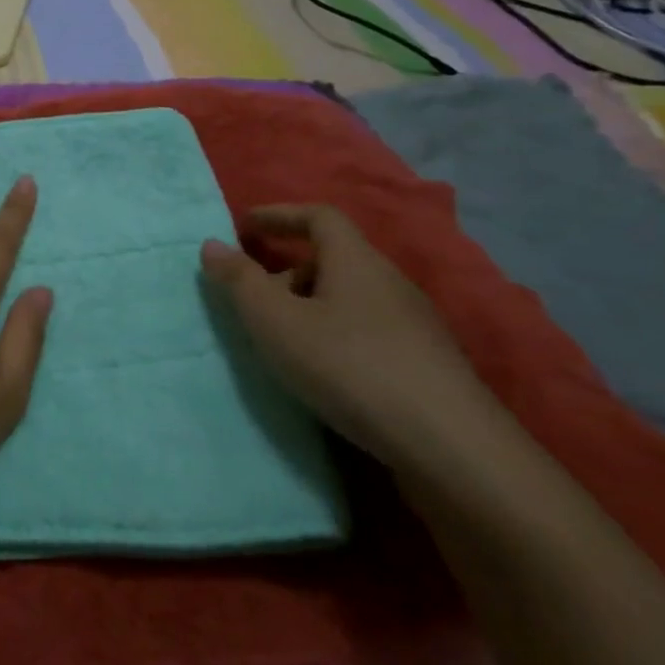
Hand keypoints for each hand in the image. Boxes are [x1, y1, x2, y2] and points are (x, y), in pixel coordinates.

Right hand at [201, 204, 501, 480]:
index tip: (246, 226)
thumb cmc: (350, 366)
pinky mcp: (427, 365)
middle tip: (256, 298)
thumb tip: (212, 244)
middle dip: (289, 269)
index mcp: (356, 260)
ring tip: (284, 340)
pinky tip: (325, 372)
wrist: (451, 448)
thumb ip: (240, 282)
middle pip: (334, 258)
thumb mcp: (277, 322)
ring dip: (312, 306)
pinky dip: (337, 335)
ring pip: (352, 298)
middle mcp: (389, 282)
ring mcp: (415, 325)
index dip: (280, 215)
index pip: (319, 216)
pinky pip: (369, 331)